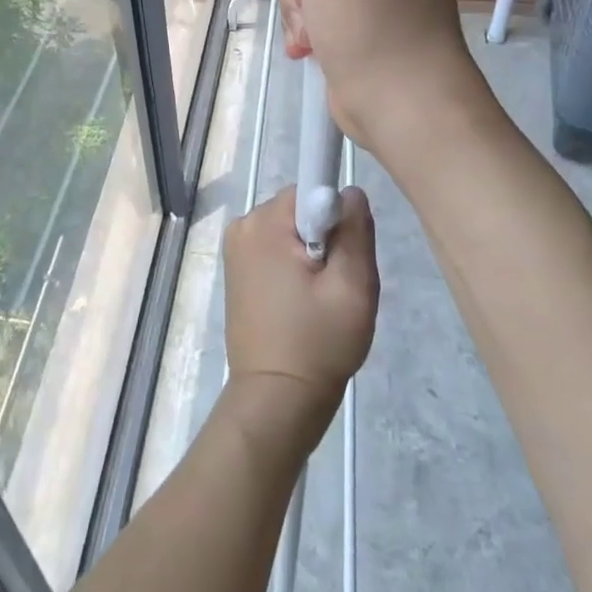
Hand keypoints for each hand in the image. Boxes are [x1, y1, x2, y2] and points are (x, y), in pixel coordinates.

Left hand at [223, 186, 378, 444]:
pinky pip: (275, 249)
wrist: (276, 402)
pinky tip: (302, 304)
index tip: (341, 258)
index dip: (335, 219)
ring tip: (320, 300)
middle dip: (325, 238)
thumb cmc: (318, 343)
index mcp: (265, 223)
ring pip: (290, 230)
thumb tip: (350, 191)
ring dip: (310, 255)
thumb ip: (356, 230)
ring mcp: (236, 249)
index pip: (311, 190)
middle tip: (336, 285)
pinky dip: (293, 268)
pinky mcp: (237, 271)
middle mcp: (243, 226)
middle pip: (300, 209)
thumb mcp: (353, 287)